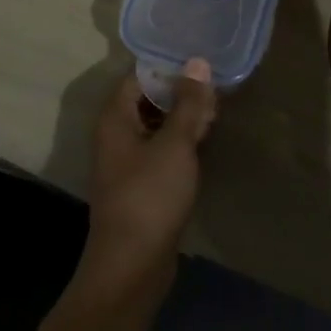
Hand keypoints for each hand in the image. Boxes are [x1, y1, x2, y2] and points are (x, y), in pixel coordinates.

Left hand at [77, 60, 216, 302]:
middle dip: (180, 93)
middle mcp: (115, 134)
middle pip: (148, 99)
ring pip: (156, 126)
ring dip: (182, 119)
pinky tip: (204, 142)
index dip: (168, 67)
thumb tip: (197, 63)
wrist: (131, 267)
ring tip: (215, 112)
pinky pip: (159, 150)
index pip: (139, 76)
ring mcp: (126, 161)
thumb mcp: (175, 145)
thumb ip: (188, 103)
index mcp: (115, 117)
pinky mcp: (139, 185)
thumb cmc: (150, 196)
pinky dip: (179, 143)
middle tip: (214, 89)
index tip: (200, 62)